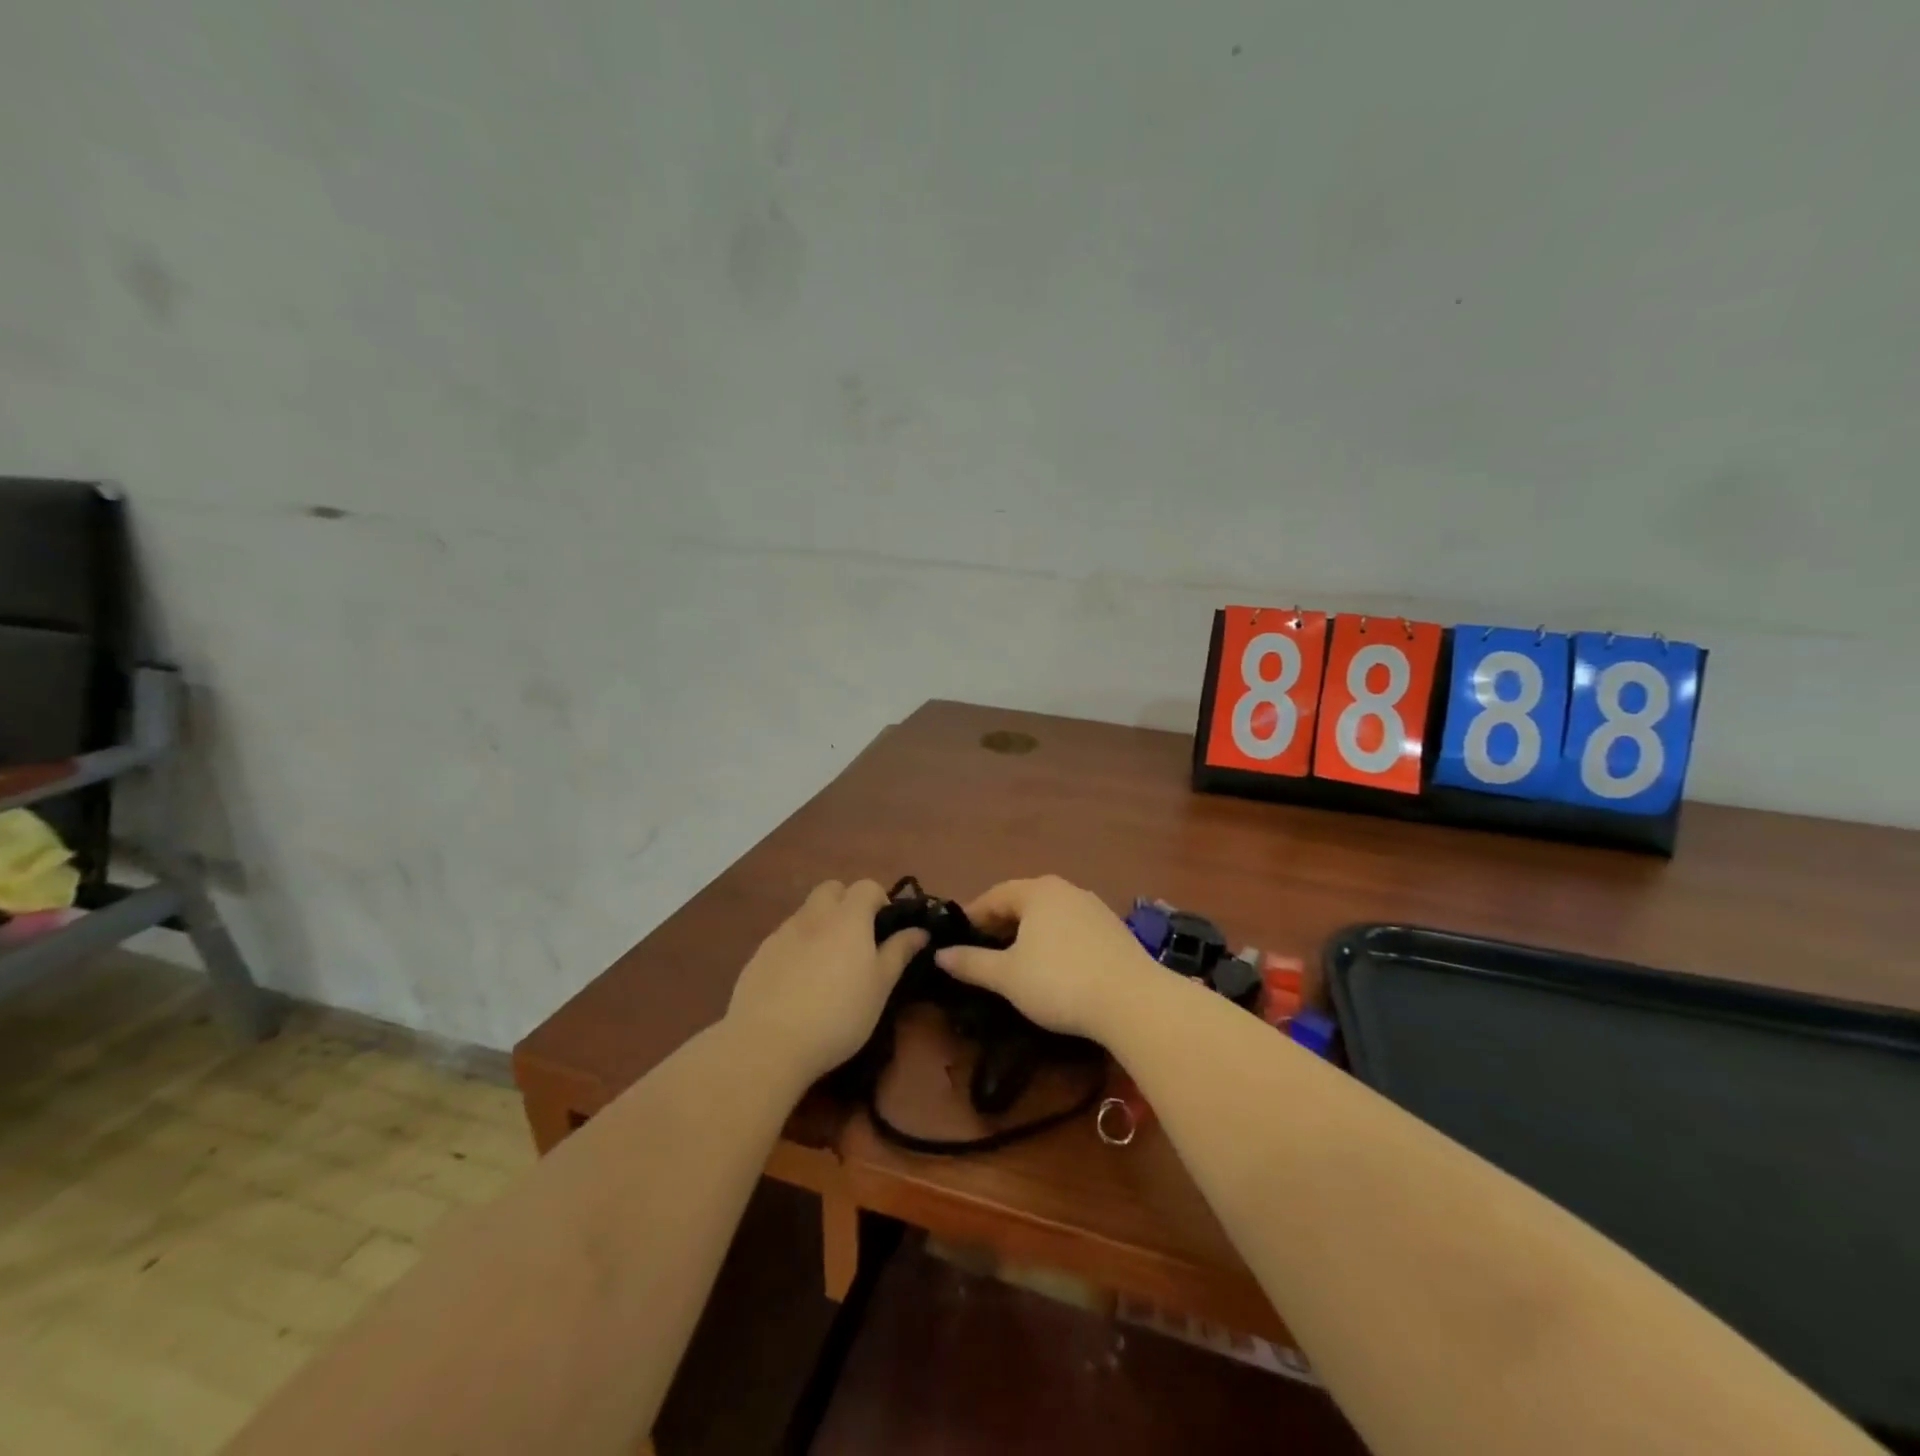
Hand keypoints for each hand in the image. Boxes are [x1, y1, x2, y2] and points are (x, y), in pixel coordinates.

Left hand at [726, 880, 927, 1083]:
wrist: (768, 1043)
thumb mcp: (880, 987)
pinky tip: (798, 983)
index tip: (884, 930)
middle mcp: (814, 915)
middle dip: (846, 903)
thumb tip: (920, 930)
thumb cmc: (838, 1014)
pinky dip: (797, 948)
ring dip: (821, 925)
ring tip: (827, 966)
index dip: (880, 900)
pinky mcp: (759, 955)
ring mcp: (782, 933)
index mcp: (848, 918)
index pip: (867, 886)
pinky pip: (785, 938)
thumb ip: (899, 953)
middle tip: (856, 940)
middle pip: (832, 889)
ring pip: (806, 913)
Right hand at [934, 875, 1159, 1039]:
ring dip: (1028, 933)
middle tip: (982, 951)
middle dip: (1000, 924)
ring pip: (1049, 915)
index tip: (957, 940)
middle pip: (1022, 901)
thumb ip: (971, 963)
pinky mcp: (1113, 929)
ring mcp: (1093, 907)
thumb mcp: (1007, 977)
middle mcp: (1065, 889)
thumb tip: (939, 955)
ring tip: (1015, 961)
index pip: (993, 896)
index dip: (972, 917)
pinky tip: (1053, 967)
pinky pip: (1071, 927)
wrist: (1133, 1001)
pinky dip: (1054, 941)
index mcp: (1036, 891)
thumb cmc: (1060, 982)